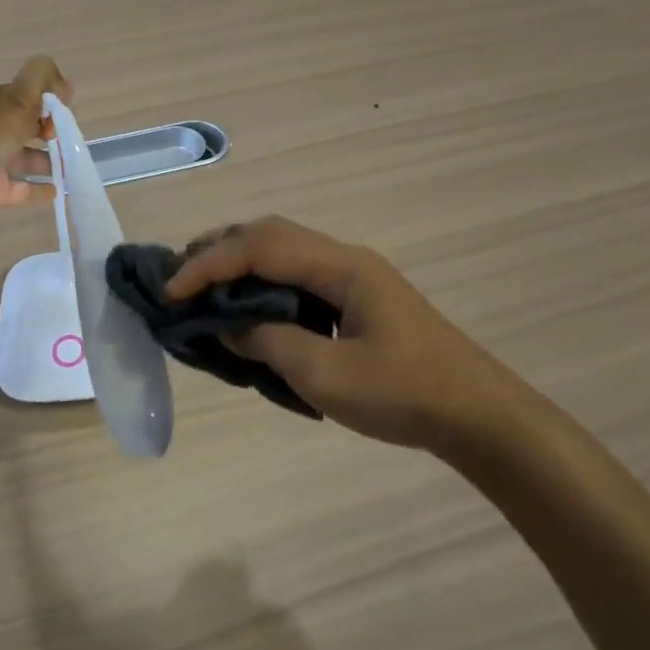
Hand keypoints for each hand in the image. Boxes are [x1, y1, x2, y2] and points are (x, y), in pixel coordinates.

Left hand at [0, 56, 72, 223]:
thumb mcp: (15, 102)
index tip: (64, 117)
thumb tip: (67, 81)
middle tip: (73, 144)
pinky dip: (39, 190)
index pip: (33, 97)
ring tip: (74, 171)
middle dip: (54, 132)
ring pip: (28, 159)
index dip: (52, 104)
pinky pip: (22, 189)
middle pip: (31, 128)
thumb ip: (41, 84)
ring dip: (51, 162)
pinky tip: (58, 192)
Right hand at [165, 216, 528, 451]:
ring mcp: (355, 278)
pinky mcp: (360, 300)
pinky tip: (250, 308)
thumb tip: (228, 323)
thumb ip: (269, 342)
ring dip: (242, 264)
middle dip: (221, 250)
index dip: (209, 264)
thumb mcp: (325, 375)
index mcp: (341, 267)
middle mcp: (346, 259)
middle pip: (272, 235)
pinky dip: (264, 284)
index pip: (260, 247)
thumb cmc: (404, 394)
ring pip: (285, 253)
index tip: (171, 291)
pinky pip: (300, 277)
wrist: (478, 414)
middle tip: (180, 277)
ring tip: (204, 287)